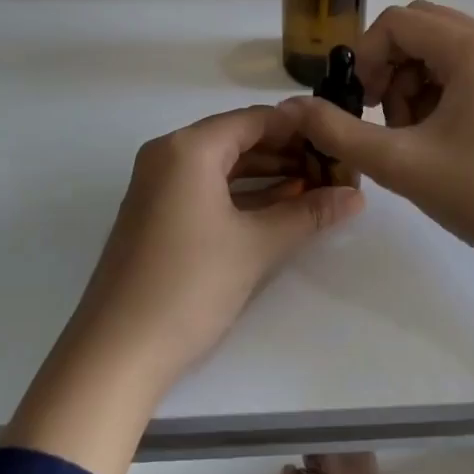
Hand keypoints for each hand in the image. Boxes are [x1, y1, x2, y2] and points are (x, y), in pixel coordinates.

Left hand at [3, 105, 362, 473]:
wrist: (117, 353)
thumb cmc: (190, 285)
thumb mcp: (256, 246)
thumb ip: (309, 214)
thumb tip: (356, 196)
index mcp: (188, 148)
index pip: (255, 120)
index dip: (300, 129)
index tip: (339, 144)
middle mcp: (168, 155)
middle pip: (238, 139)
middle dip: (287, 154)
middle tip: (333, 170)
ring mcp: (158, 185)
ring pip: (224, 166)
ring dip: (268, 176)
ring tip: (316, 190)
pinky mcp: (157, 214)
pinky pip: (207, 188)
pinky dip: (242, 195)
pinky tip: (280, 209)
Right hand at [287, 1, 473, 273]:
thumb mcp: (399, 164)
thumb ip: (338, 132)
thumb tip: (293, 108)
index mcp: (472, 47)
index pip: (397, 21)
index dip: (367, 57)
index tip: (362, 104)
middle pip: (418, 28)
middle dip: (390, 68)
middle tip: (386, 118)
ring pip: (439, 47)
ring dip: (412, 81)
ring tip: (414, 134)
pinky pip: (463, 65)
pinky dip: (438, 89)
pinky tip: (438, 135)